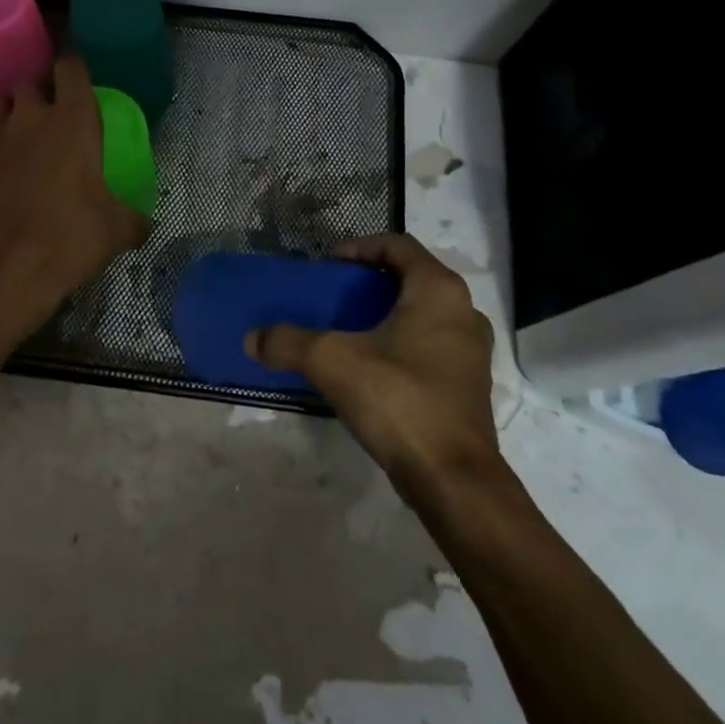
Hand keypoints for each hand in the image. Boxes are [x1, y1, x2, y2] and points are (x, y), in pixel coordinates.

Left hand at [0, 55, 146, 331]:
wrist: (7, 268)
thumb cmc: (70, 238)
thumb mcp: (117, 230)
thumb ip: (135, 219)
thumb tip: (146, 225)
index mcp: (73, 120)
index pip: (71, 67)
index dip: (75, 69)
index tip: (80, 82)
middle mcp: (30, 117)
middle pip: (30, 81)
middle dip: (40, 90)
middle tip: (52, 114)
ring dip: (11, 113)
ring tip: (21, 136)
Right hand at [249, 234, 499, 491]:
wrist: (453, 478)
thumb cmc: (398, 399)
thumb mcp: (331, 362)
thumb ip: (288, 342)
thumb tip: (252, 338)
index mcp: (438, 290)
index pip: (398, 245)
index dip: (360, 247)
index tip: (329, 265)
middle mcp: (463, 311)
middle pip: (412, 277)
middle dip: (371, 281)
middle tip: (336, 295)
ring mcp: (472, 351)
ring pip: (424, 313)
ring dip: (388, 313)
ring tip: (350, 329)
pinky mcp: (469, 384)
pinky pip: (432, 345)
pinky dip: (402, 342)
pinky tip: (372, 367)